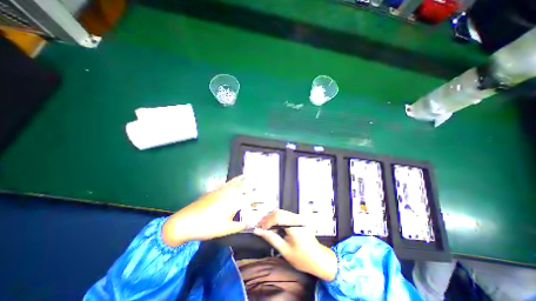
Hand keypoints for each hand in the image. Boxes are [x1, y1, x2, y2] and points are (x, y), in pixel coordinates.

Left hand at [161, 176, 251, 246]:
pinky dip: (234, 179)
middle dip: (253, 183)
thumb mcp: (225, 229)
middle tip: (260, 179)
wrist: (185, 221)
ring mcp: (222, 190)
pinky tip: (236, 179)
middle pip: (244, 186)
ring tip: (251, 175)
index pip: (249, 197)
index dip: (258, 195)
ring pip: (236, 182)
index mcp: (234, 202)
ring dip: (245, 178)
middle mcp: (230, 193)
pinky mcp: (215, 190)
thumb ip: (239, 226)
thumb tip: (251, 224)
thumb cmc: (207, 227)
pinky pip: (228, 182)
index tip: (266, 194)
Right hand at [254, 211, 335, 281]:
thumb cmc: (303, 258)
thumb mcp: (285, 250)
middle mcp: (297, 218)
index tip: (259, 229)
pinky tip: (275, 229)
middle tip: (260, 229)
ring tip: (266, 230)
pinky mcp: (299, 219)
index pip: (277, 216)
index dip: (266, 221)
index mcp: (294, 225)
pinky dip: (278, 221)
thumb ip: (271, 238)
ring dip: (272, 220)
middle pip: (278, 212)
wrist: (320, 259)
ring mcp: (299, 217)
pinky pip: (285, 216)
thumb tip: (258, 231)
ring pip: (281, 213)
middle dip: (267, 219)